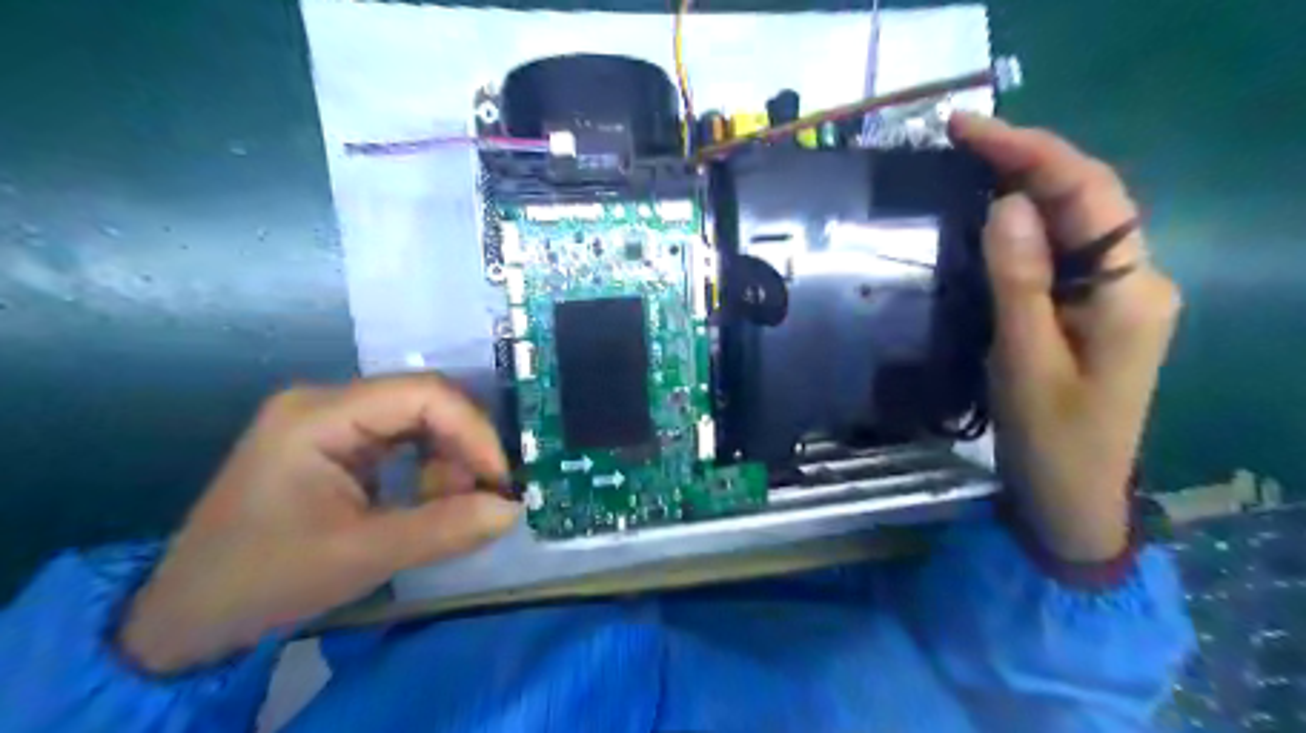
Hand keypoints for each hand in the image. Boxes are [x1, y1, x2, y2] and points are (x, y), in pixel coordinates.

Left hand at [118, 375, 521, 671]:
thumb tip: (512, 509)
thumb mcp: (361, 555)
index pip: (423, 394)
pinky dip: (430, 468)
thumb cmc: (265, 579)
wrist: (187, 616)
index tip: (501, 480)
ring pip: (420, 420)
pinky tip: (430, 501)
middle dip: (464, 447)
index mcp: (320, 415)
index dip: (473, 431)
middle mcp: (327, 402)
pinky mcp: (338, 444)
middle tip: (484, 495)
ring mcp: (330, 420)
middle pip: (425, 402)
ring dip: (449, 460)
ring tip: (453, 506)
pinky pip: (405, 440)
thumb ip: (444, 529)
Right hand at [951, 112, 1184, 562]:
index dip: (1030, 152)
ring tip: (970, 161)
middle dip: (1026, 159)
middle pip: (1086, 198)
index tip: (969, 129)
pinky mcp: (1089, 310)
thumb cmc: (1050, 438)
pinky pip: (1059, 251)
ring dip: (1025, 185)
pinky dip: (1024, 224)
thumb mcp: (1025, 361)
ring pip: (1073, 221)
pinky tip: (991, 214)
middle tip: (960, 138)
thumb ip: (1020, 281)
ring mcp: (1115, 295)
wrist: (1071, 496)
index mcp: (1130, 289)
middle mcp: (1134, 279)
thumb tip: (1008, 203)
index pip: (1088, 194)